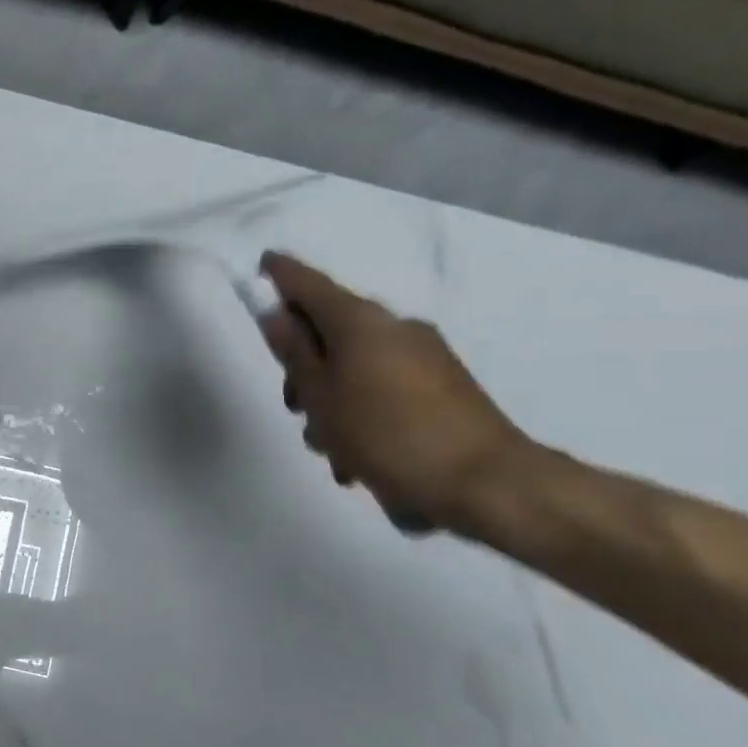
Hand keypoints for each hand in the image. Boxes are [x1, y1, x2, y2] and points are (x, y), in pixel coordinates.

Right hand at [257, 252, 533, 535]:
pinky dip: (362, 415)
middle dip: (304, 368)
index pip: (310, 284)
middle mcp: (394, 328)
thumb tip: (276, 315)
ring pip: (354, 369)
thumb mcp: (322, 397)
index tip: (262, 264)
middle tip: (295, 408)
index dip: (282, 275)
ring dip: (331, 403)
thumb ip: (294, 353)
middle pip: (330, 333)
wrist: (485, 482)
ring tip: (332, 452)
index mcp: (361, 322)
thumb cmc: (386, 435)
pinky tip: (360, 462)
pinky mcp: (442, 388)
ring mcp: (423, 357)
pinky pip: (382, 390)